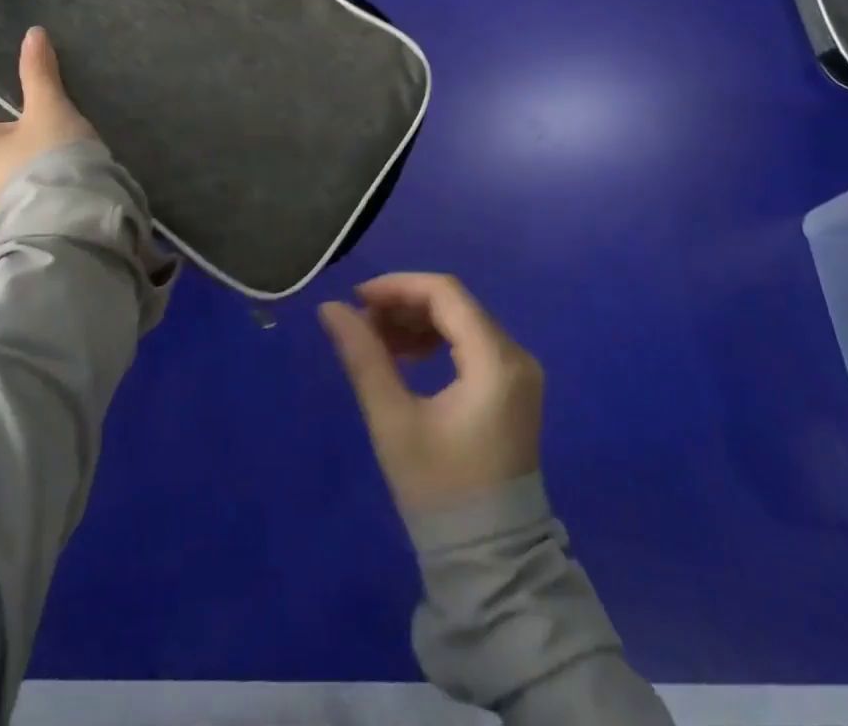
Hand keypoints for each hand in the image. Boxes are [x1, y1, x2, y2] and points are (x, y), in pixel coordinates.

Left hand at [0, 26, 95, 209]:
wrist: (75, 221)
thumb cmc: (48, 159)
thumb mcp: (48, 109)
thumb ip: (38, 72)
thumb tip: (32, 33)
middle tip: (16, 91)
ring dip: (6, 132)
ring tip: (43, 112)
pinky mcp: (19, 201)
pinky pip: (9, 170)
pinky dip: (23, 151)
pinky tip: (56, 141)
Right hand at [319, 273, 543, 513]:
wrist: (490, 561)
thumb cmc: (440, 490)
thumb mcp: (393, 420)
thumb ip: (363, 357)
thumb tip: (330, 308)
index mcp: (495, 361)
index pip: (445, 293)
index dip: (397, 287)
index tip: (356, 299)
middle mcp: (515, 356)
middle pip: (454, 304)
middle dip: (404, 305)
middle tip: (361, 323)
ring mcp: (518, 372)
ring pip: (461, 321)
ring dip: (417, 322)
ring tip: (376, 342)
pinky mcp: (512, 388)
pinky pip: (471, 343)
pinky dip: (436, 341)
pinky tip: (405, 358)